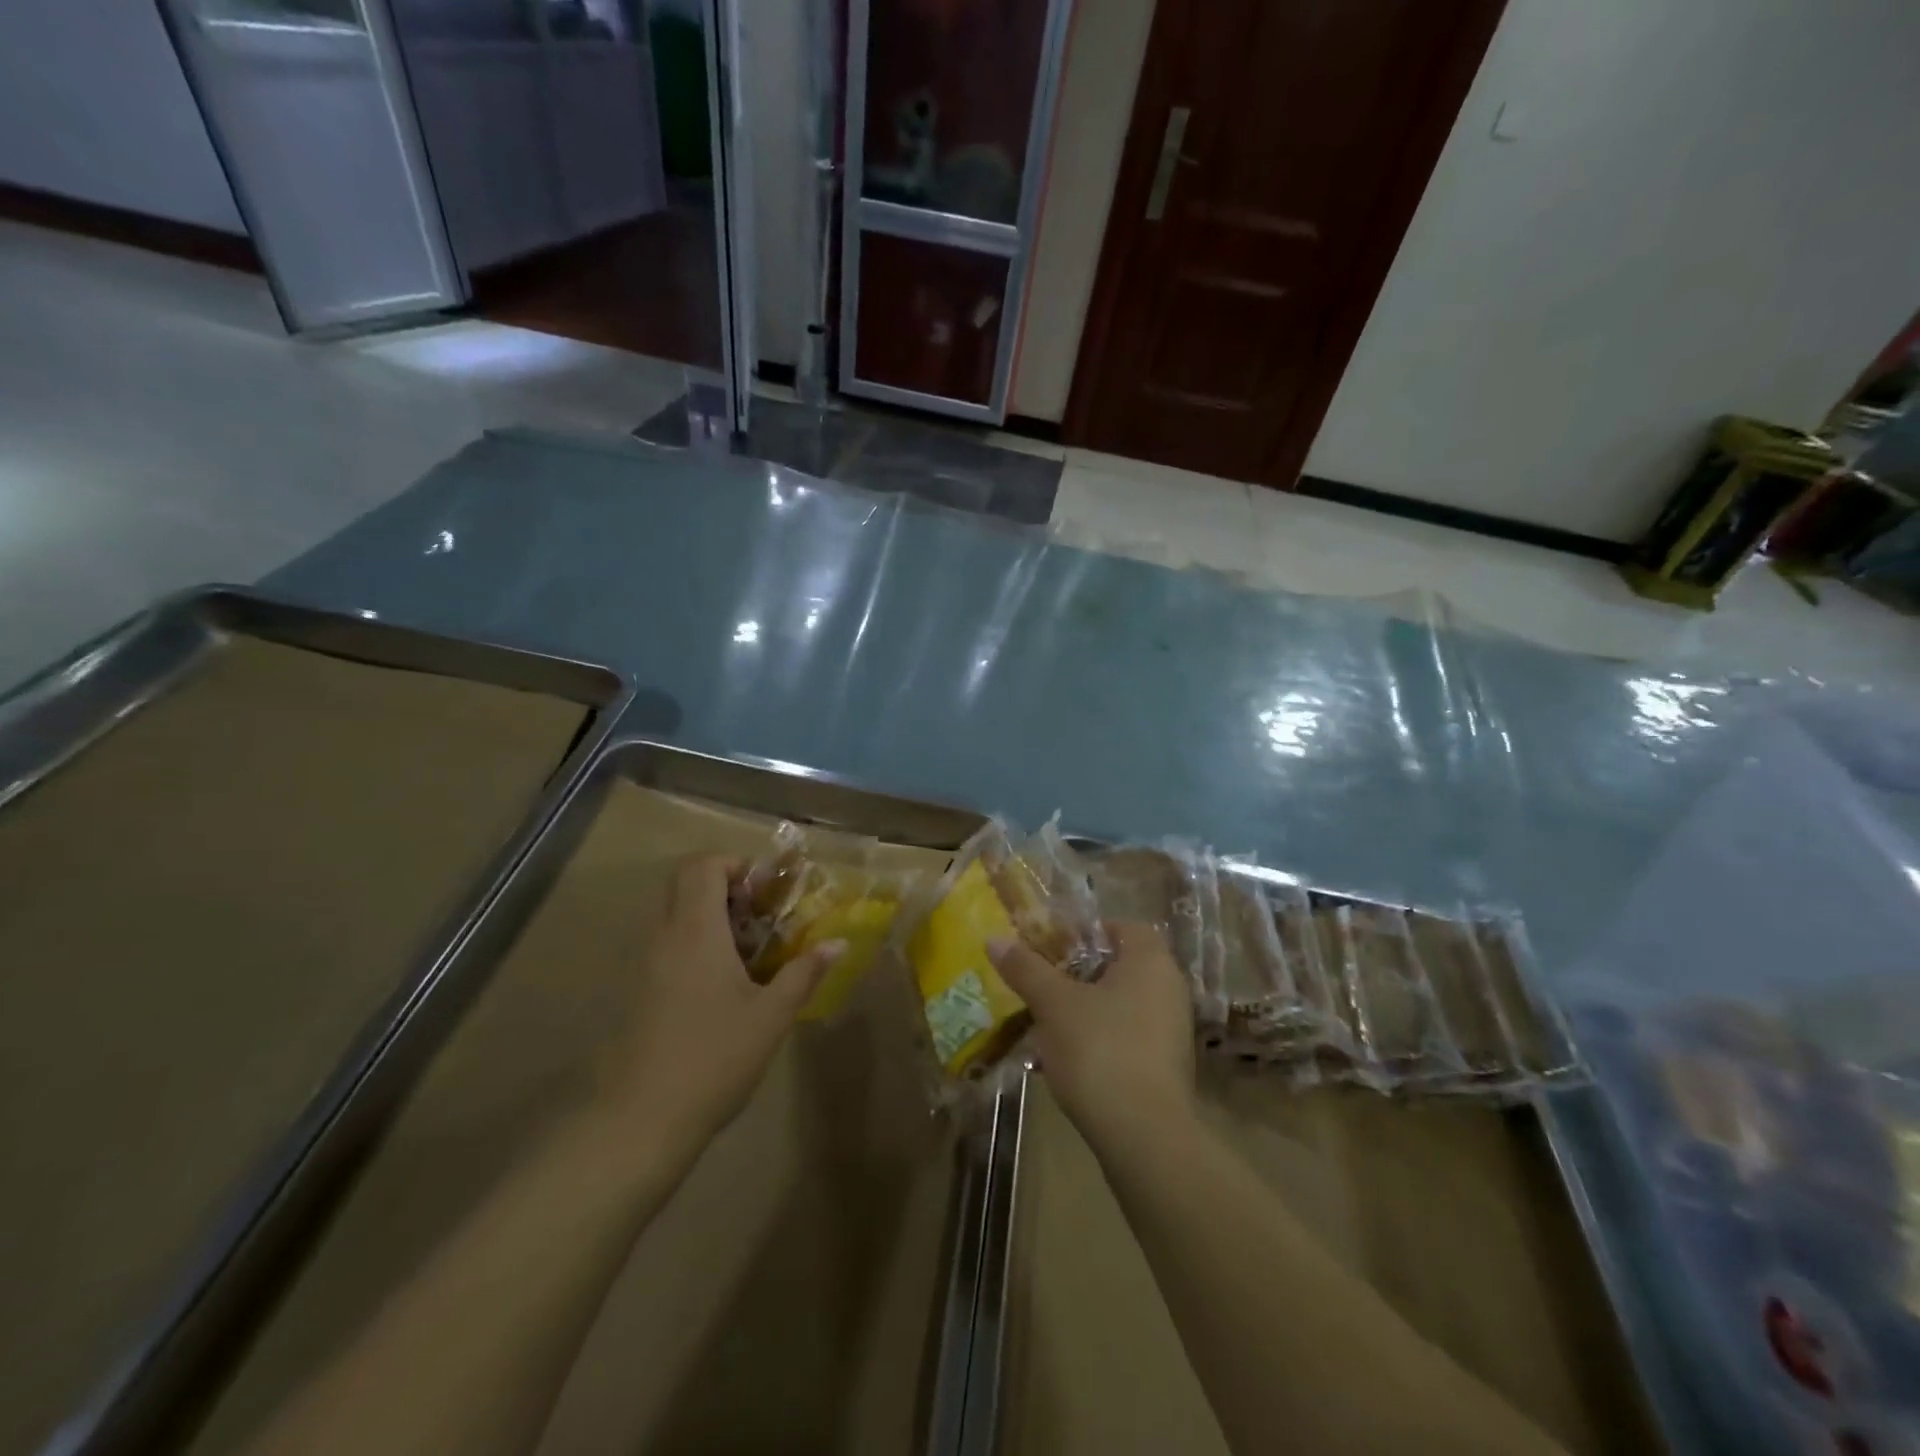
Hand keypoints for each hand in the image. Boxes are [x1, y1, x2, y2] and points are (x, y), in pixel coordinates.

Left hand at [609, 855, 844, 1147]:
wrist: (642, 1120)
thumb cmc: (715, 1058)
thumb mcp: (772, 1016)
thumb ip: (805, 972)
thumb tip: (839, 942)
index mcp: (696, 932)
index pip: (703, 866)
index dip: (736, 865)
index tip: (766, 890)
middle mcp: (665, 937)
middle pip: (683, 881)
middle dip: (722, 882)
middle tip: (758, 911)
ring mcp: (645, 964)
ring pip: (671, 911)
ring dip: (707, 911)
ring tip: (746, 945)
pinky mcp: (637, 990)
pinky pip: (665, 941)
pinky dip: (692, 938)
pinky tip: (721, 980)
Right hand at [988, 921, 1194, 1146]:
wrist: (1144, 1138)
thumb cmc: (1100, 1051)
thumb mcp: (1054, 1004)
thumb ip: (1026, 968)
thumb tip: (994, 938)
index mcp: (1151, 962)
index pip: (1121, 927)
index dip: (1084, 931)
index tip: (1050, 945)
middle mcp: (1169, 990)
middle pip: (1117, 967)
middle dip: (1076, 973)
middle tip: (1039, 981)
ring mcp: (1170, 1032)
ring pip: (1118, 1005)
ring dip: (1082, 1009)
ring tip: (1042, 1021)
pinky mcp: (1163, 1068)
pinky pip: (1125, 1037)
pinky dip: (1097, 1039)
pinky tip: (1062, 1058)